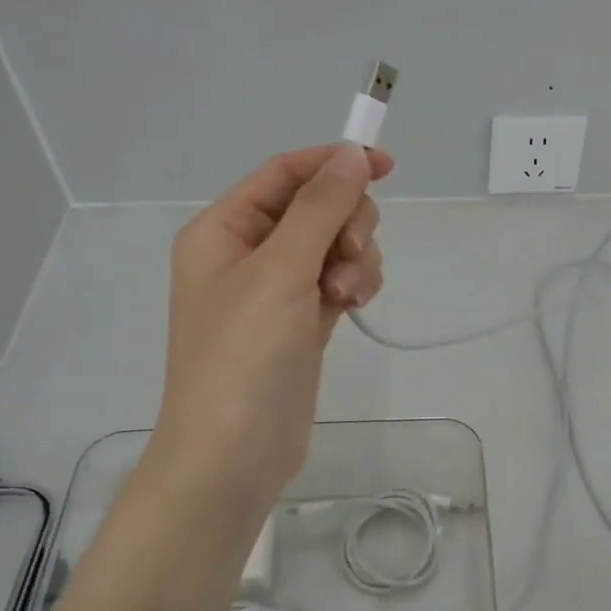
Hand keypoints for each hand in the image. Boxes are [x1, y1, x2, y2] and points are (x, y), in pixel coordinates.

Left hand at [143, 144, 393, 517]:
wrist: (233, 455)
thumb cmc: (244, 356)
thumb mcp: (281, 271)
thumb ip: (320, 208)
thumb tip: (350, 155)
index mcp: (223, 229)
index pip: (284, 174)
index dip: (333, 163)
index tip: (386, 166)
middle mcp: (247, 252)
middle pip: (315, 207)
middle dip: (346, 223)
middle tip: (351, 253)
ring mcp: (275, 289)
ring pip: (334, 244)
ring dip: (353, 258)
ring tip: (345, 294)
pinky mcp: (301, 320)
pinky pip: (337, 278)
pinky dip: (353, 283)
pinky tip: (354, 305)